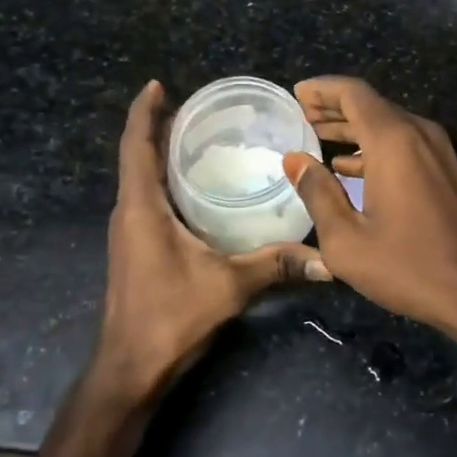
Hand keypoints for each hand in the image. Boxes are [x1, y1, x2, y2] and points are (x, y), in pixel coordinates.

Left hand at [96, 81, 324, 405]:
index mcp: (140, 208)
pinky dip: (166, 179)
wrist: (130, 370)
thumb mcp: (228, 286)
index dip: (144, 112)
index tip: (157, 85)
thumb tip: (326, 258)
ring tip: (201, 135)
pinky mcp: (136, 248)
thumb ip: (275, 264)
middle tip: (198, 106)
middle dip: (160, 126)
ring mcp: (129, 232)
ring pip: (142, 179)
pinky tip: (198, 185)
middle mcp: (129, 213)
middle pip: (138, 156)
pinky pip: (148, 198)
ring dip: (161, 153)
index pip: (136, 146)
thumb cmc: (169, 318)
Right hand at [282, 76, 456, 341]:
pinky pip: (403, 142)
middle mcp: (418, 133)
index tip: (296, 93)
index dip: (322, 89)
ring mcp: (437, 150)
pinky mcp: (446, 169)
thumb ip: (317, 193)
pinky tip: (349, 166)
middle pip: (371, 104)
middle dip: (333, 106)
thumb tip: (295, 159)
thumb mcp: (346, 239)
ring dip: (352, 127)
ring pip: (388, 123)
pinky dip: (373, 145)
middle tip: (301, 114)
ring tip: (317, 136)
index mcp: (393, 140)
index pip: (353, 93)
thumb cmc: (407, 266)